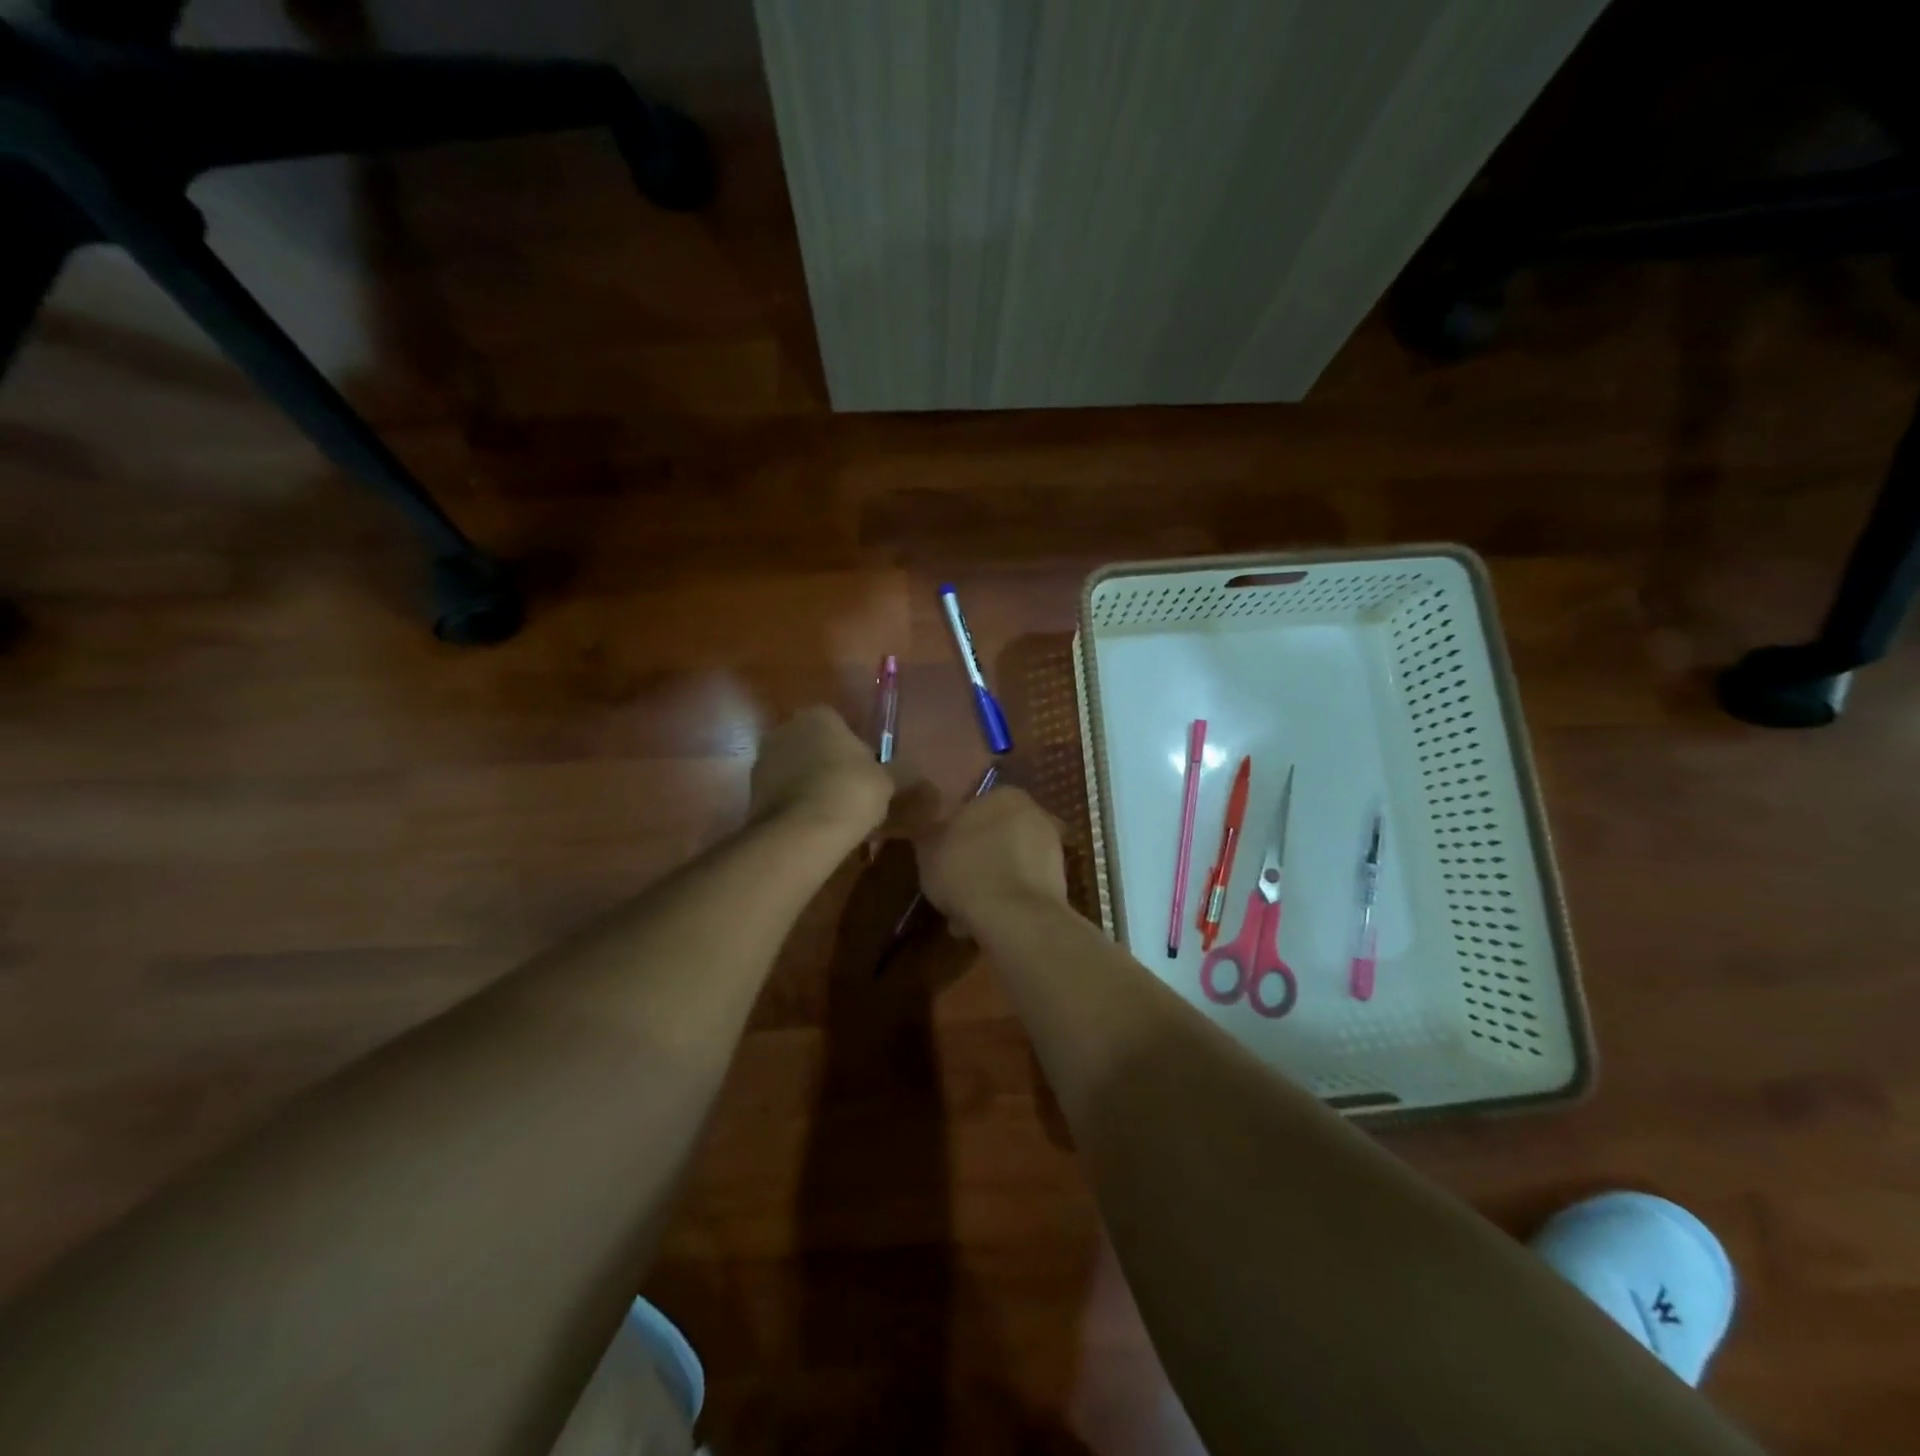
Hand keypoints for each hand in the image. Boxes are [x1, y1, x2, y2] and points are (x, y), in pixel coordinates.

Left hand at [750, 706, 893, 840]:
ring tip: (827, 810)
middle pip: (809, 742)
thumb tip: (867, 772)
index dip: (849, 746)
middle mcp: (785, 729)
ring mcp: (763, 759)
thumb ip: (872, 767)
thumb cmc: (851, 791)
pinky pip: (780, 792)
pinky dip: (792, 803)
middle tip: (843, 787)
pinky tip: (809, 822)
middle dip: (822, 760)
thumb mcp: (882, 779)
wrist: (805, 830)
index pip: (837, 723)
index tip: (859, 769)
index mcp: (819, 715)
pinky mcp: (751, 791)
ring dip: (804, 782)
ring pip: (792, 767)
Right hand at [914, 788, 1067, 937]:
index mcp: (1005, 795)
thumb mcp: (928, 847)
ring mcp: (1052, 850)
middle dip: (973, 863)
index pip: (972, 808)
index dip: (951, 836)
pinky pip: (1020, 890)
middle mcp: (1035, 814)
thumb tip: (931, 828)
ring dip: (988, 886)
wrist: (1015, 916)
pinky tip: (985, 924)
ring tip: (963, 916)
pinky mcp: (1059, 884)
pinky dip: (1005, 903)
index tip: (939, 860)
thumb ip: (930, 831)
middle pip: (993, 838)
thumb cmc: (966, 870)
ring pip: (1007, 866)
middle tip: (950, 889)